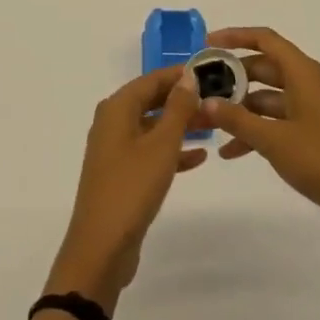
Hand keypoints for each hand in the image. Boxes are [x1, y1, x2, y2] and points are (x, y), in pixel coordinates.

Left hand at [46, 66, 206, 312]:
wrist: (102, 246)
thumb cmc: (132, 187)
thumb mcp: (161, 145)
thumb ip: (177, 109)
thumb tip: (188, 76)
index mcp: (116, 108)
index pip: (151, 79)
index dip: (179, 75)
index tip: (210, 72)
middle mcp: (112, 122)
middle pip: (151, 101)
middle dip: (182, 100)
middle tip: (217, 100)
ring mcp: (115, 150)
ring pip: (152, 127)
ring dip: (180, 125)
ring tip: (213, 125)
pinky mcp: (121, 174)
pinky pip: (150, 152)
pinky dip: (172, 151)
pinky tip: (199, 157)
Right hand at [200, 27, 319, 255]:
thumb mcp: (272, 139)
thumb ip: (236, 119)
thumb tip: (206, 101)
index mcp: (303, 73)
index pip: (265, 39)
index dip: (235, 37)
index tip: (206, 45)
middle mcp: (309, 84)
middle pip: (264, 68)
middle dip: (232, 78)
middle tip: (201, 88)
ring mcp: (312, 109)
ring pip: (268, 97)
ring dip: (241, 109)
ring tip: (209, 123)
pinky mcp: (314, 133)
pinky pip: (278, 121)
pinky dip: (256, 131)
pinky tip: (231, 152)